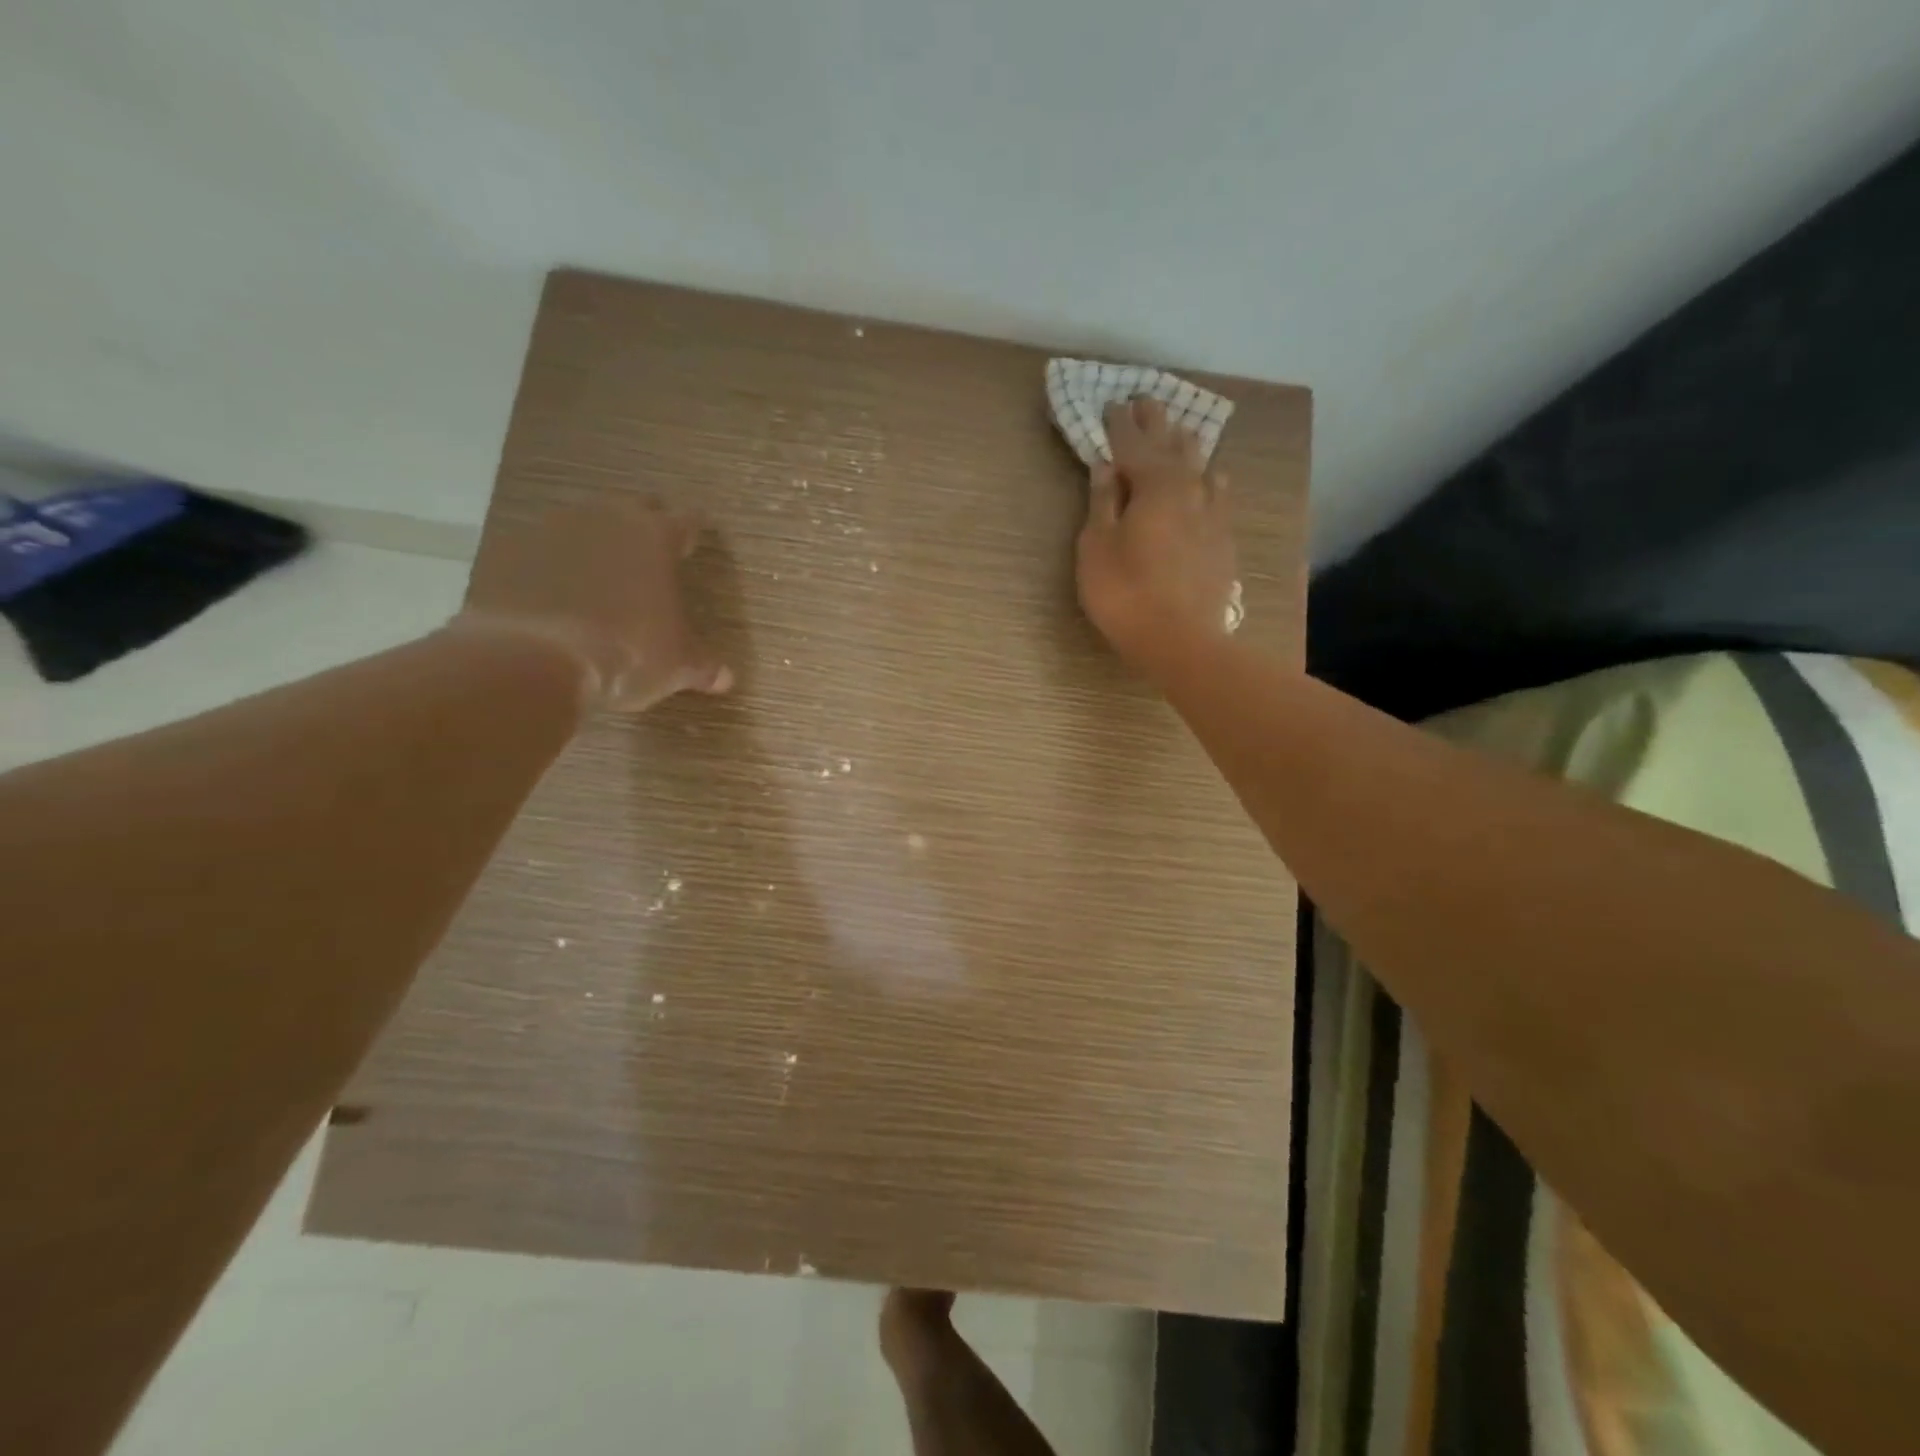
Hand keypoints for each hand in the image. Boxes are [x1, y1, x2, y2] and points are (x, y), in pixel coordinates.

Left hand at [453, 497, 732, 711]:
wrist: (531, 658)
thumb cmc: (626, 653)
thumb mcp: (676, 666)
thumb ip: (702, 666)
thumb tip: (725, 679)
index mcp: (655, 537)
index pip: (686, 521)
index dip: (692, 533)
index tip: (694, 543)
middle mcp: (605, 518)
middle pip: (633, 508)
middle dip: (643, 526)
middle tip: (649, 556)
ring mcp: (550, 529)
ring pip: (582, 524)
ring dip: (593, 544)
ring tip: (597, 578)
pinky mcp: (506, 551)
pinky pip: (537, 551)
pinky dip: (548, 567)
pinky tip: (551, 598)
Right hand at [1076, 397, 1238, 672]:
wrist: (1182, 641)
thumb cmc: (1125, 594)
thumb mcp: (1096, 548)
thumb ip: (1101, 503)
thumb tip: (1105, 466)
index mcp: (1153, 484)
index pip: (1131, 443)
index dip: (1118, 424)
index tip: (1110, 403)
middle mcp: (1188, 488)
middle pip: (1171, 444)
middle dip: (1154, 422)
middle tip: (1144, 401)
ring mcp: (1212, 513)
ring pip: (1200, 465)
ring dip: (1185, 445)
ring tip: (1178, 432)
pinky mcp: (1224, 539)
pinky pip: (1217, 494)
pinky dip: (1208, 479)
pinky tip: (1212, 479)